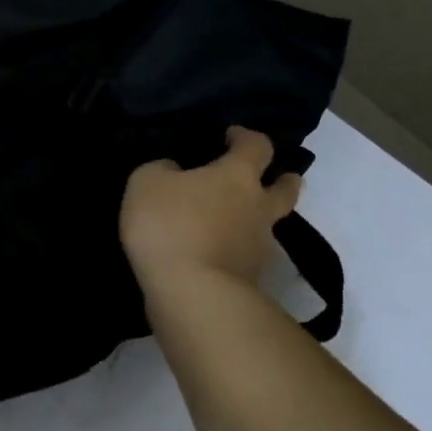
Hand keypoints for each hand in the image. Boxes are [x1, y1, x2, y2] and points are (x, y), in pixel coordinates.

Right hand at [120, 126, 302, 293]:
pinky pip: (248, 258)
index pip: (257, 146)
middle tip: (276, 177)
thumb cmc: (170, 225)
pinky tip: (216, 255)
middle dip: (283, 180)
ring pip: (268, 227)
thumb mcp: (146, 182)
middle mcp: (258, 208)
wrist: (192, 294)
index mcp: (237, 176)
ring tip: (235, 223)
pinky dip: (237, 253)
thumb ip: (162, 170)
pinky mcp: (250, 282)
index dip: (246, 137)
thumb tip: (174, 172)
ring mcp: (259, 248)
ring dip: (258, 221)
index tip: (232, 136)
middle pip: (285, 190)